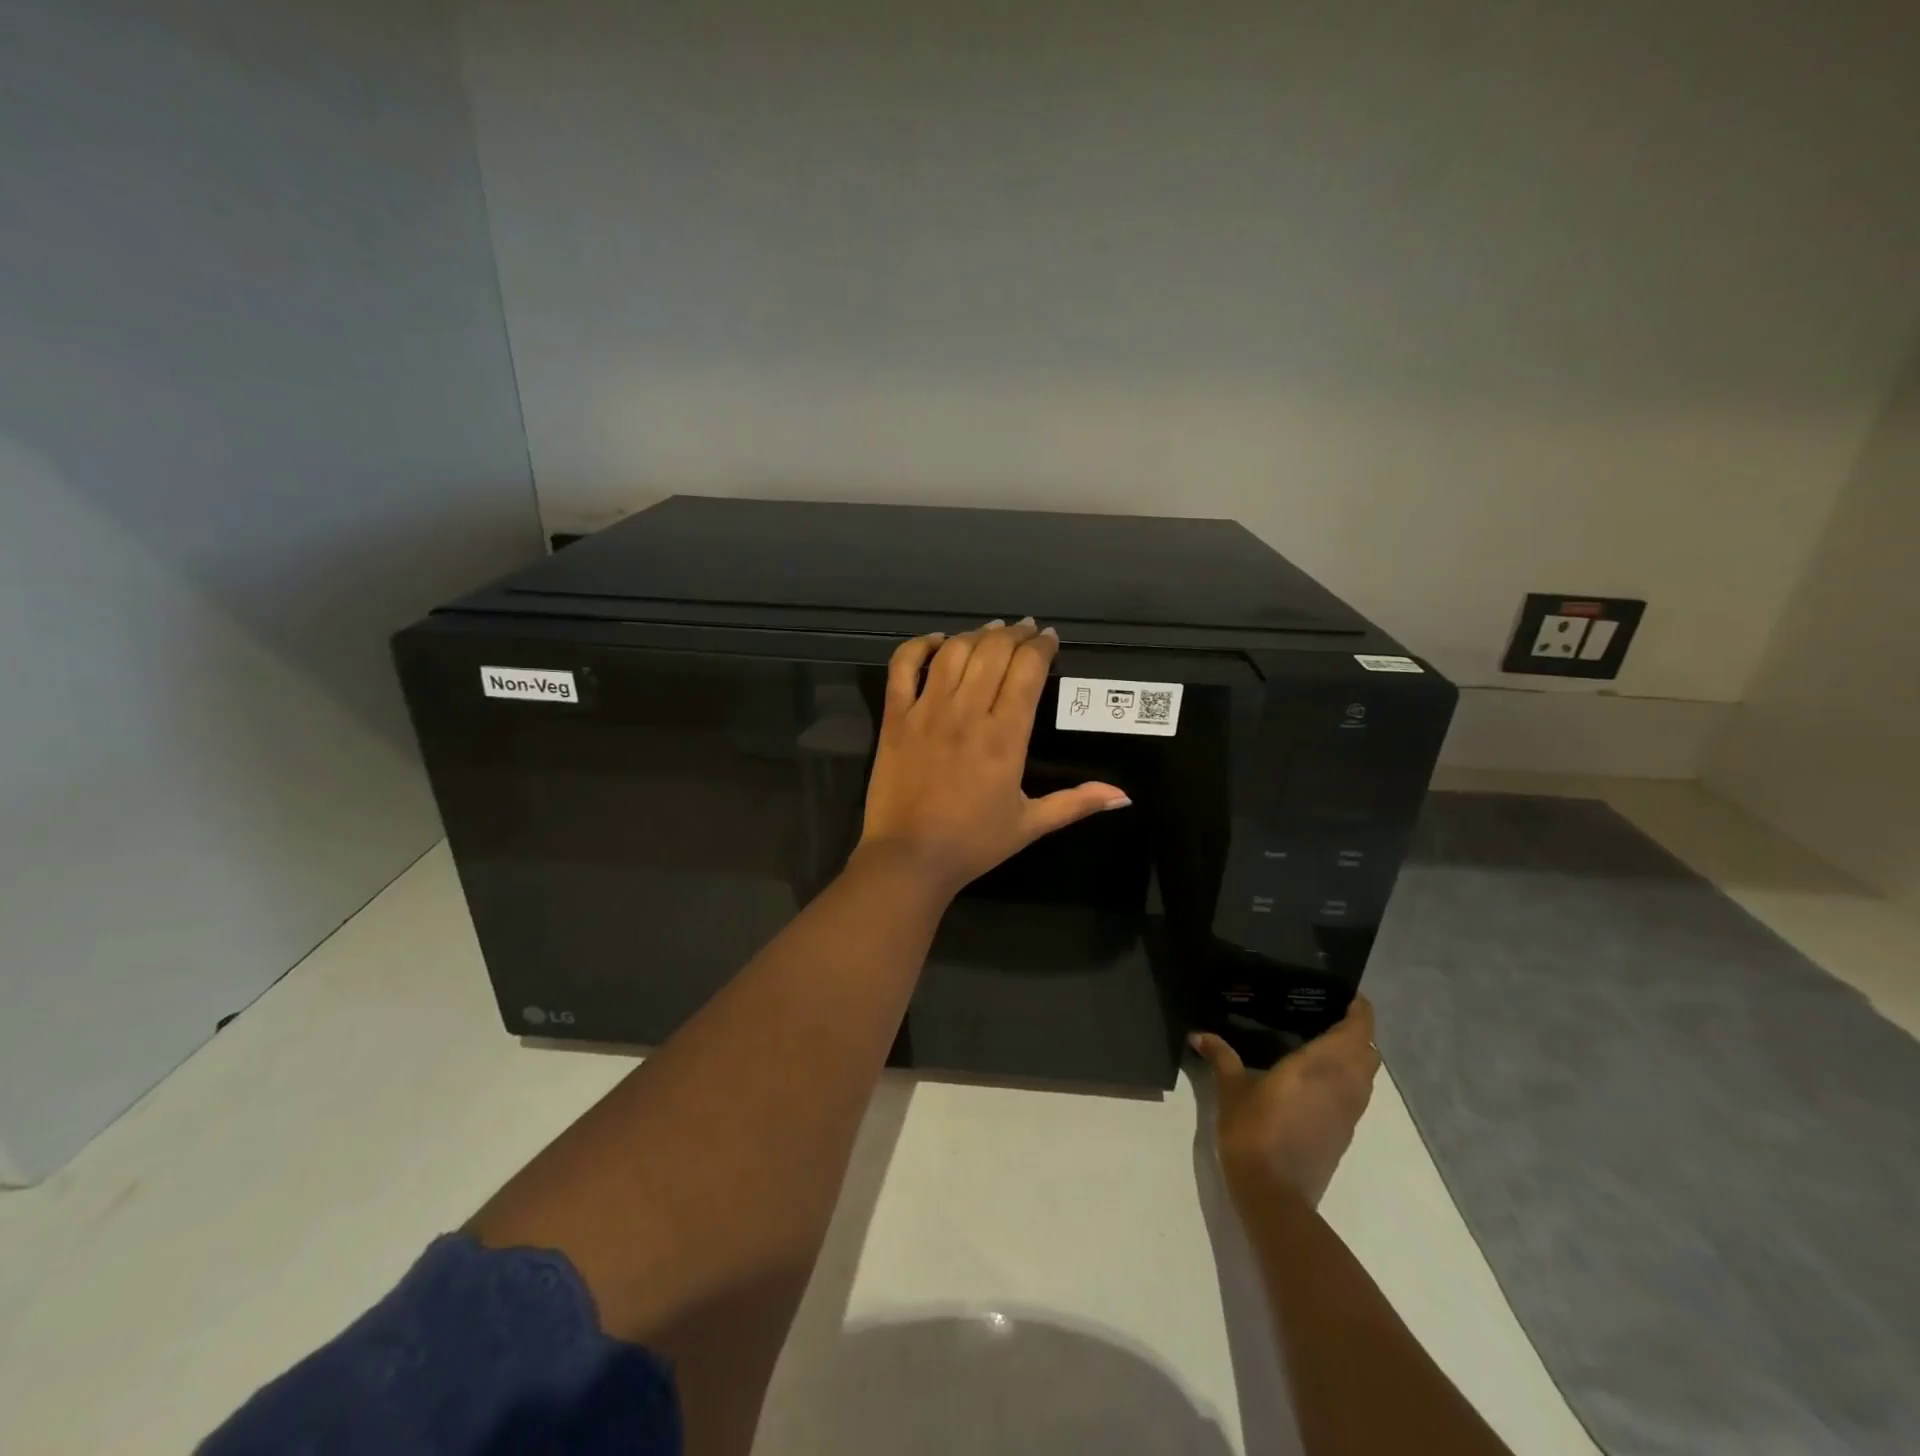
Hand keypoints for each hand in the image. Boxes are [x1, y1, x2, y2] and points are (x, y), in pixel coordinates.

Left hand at [856, 618, 1130, 897]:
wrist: (909, 858)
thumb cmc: (973, 843)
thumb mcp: (1031, 824)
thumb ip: (1076, 803)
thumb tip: (1123, 795)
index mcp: (1005, 737)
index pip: (1027, 671)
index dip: (1042, 647)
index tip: (1050, 639)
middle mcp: (967, 713)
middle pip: (993, 652)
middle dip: (1015, 634)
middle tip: (1025, 630)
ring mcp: (927, 711)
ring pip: (954, 652)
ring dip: (976, 634)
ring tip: (991, 632)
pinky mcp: (894, 717)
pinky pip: (903, 666)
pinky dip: (919, 646)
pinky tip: (937, 642)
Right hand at [1191, 997, 1380, 1208]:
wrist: (1275, 1195)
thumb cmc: (1253, 1133)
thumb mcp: (1231, 1090)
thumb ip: (1221, 1058)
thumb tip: (1199, 1035)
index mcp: (1320, 1066)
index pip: (1357, 1031)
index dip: (1360, 1010)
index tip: (1347, 994)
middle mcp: (1343, 1085)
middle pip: (1368, 1052)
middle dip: (1357, 1031)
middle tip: (1328, 1014)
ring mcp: (1348, 1112)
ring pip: (1367, 1075)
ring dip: (1357, 1056)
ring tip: (1325, 1041)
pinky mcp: (1345, 1134)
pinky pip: (1358, 1095)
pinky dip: (1349, 1078)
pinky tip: (1320, 1078)